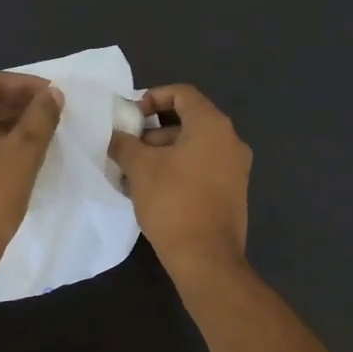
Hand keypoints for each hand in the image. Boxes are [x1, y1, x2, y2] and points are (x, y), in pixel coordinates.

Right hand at [109, 84, 251, 274]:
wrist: (206, 258)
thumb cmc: (173, 202)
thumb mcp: (140, 168)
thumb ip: (124, 143)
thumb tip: (117, 135)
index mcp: (213, 125)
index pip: (182, 93)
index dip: (153, 97)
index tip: (131, 116)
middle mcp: (231, 140)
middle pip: (188, 121)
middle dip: (153, 132)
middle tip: (127, 148)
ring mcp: (236, 168)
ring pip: (194, 147)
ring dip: (163, 153)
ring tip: (133, 173)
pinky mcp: (233, 192)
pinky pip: (202, 167)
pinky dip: (178, 169)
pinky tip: (153, 190)